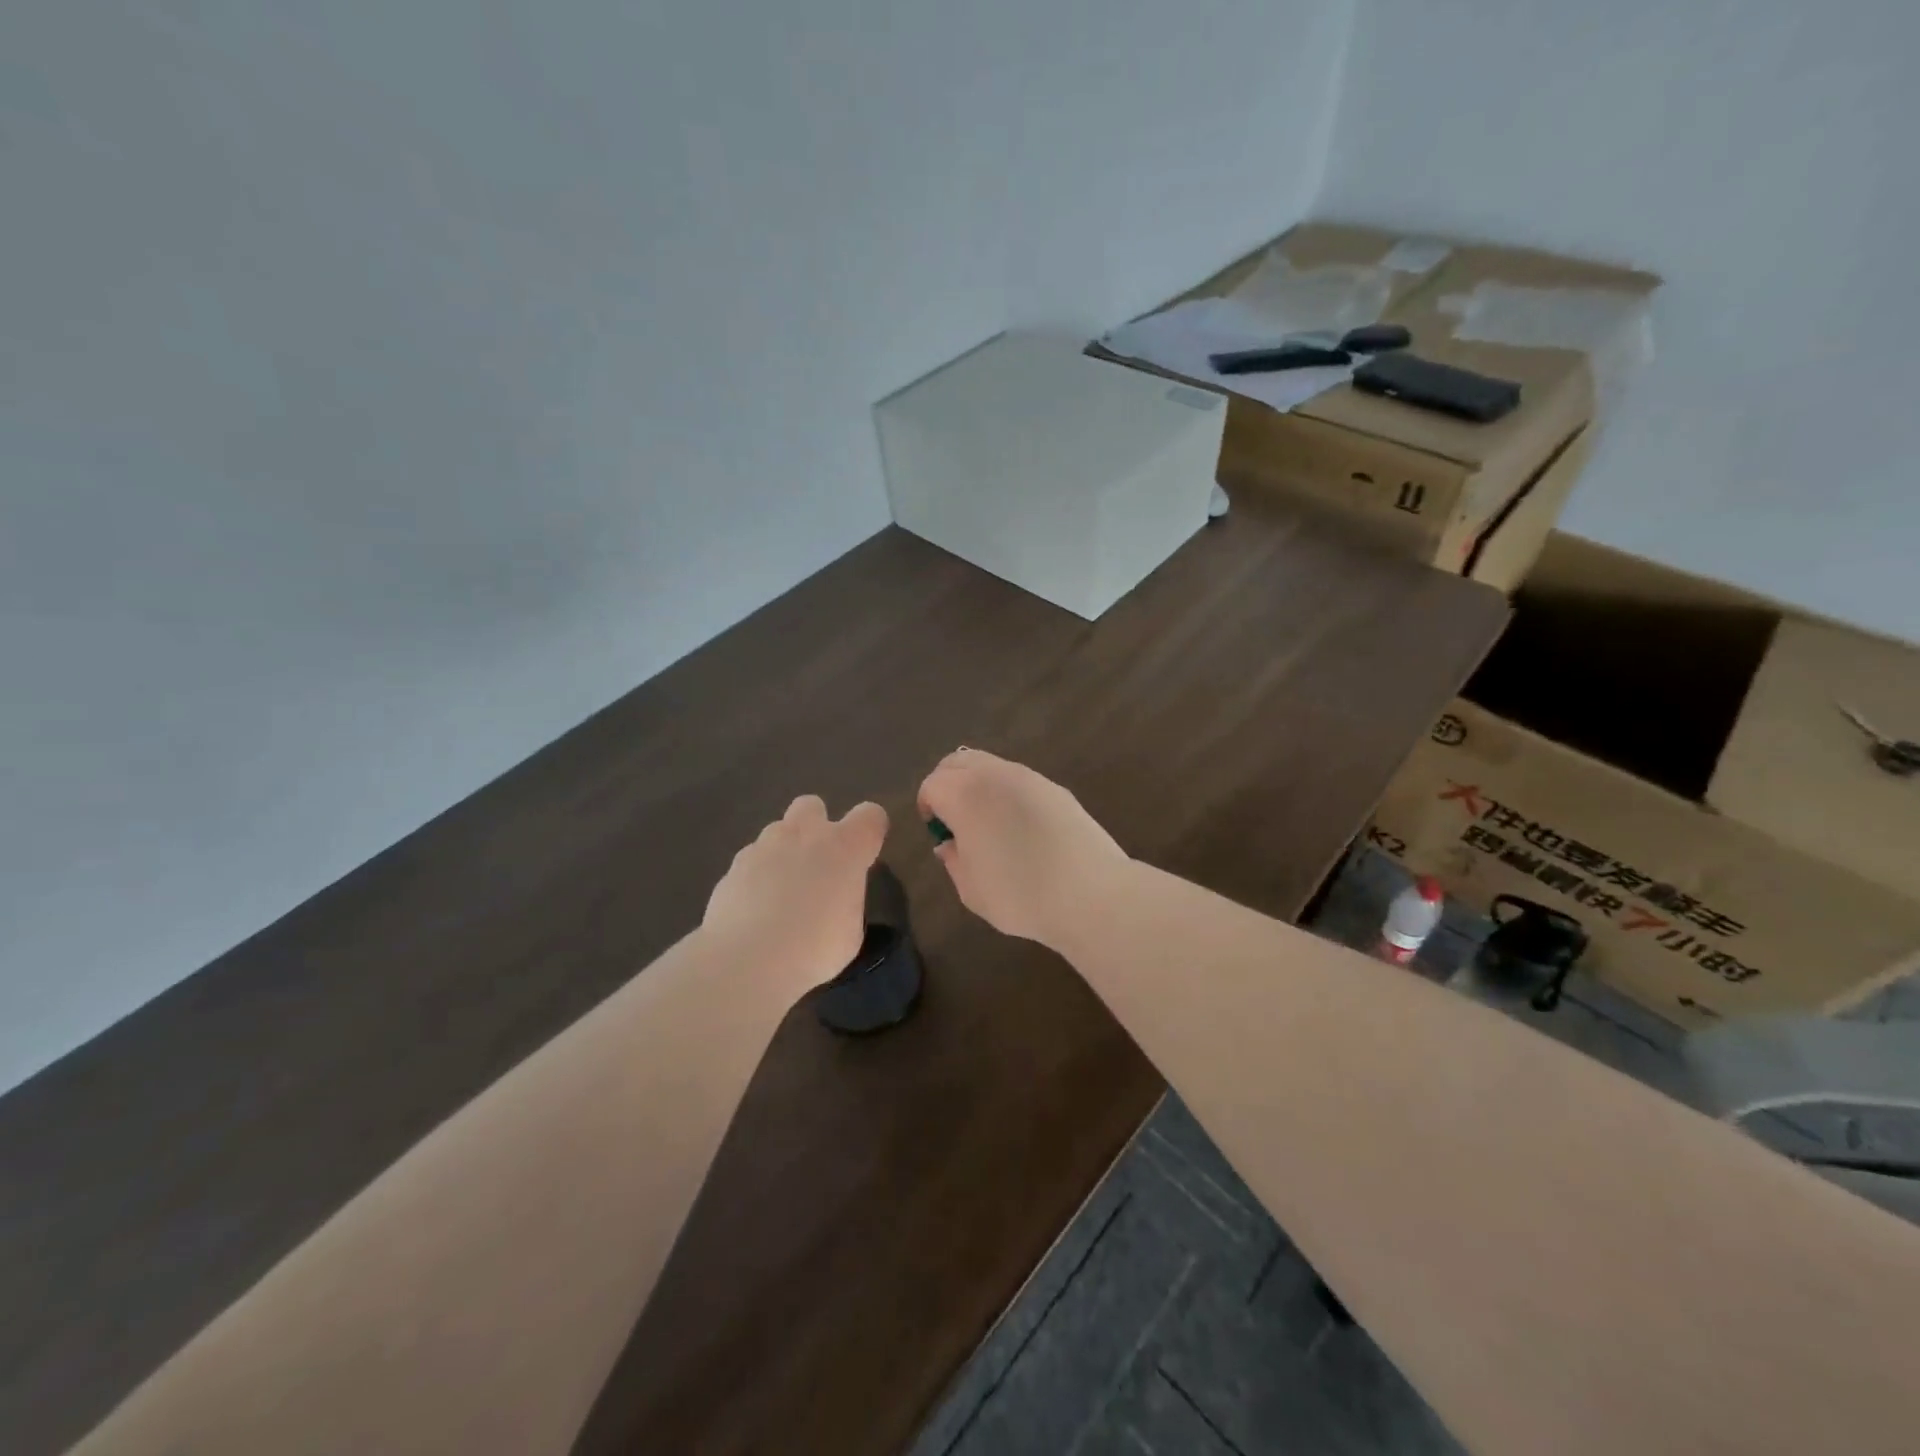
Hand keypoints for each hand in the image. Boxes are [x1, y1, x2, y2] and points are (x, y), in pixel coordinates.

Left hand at [703, 795, 888, 992]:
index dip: (871, 830)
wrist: (746, 959)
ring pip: (777, 831)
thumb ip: (846, 902)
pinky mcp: (733, 865)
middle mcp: (804, 835)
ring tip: (781, 893)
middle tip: (816, 863)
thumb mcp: (850, 933)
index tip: (866, 854)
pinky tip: (754, 909)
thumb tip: (834, 900)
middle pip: (812, 805)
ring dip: (784, 852)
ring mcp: (764, 846)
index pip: (870, 815)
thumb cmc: (814, 948)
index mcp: (845, 847)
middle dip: (816, 825)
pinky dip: (756, 877)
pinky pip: (752, 860)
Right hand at [917, 749, 1128, 950]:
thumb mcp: (971, 889)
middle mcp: (995, 775)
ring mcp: (1029, 777)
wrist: (1091, 893)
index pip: (932, 785)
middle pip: (958, 761)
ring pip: (990, 765)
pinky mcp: (1056, 788)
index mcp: (965, 795)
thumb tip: (949, 844)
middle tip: (952, 817)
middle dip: (947, 783)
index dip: (927, 806)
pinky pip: (1019, 779)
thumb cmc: (1020, 895)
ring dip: (978, 784)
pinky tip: (1020, 827)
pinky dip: (1006, 792)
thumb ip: (953, 860)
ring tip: (986, 822)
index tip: (935, 831)